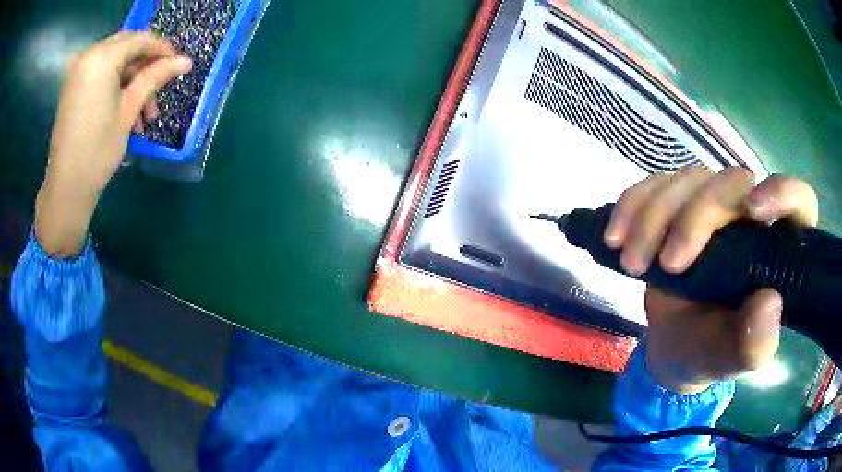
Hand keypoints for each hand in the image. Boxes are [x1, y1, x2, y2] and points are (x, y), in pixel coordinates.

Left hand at [35, 32, 191, 257]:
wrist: (66, 188)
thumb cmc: (97, 151)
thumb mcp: (129, 110)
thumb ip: (155, 78)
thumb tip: (185, 61)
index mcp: (102, 58)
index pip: (140, 39)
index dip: (162, 49)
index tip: (177, 65)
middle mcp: (88, 56)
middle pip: (126, 47)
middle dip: (145, 66)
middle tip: (159, 89)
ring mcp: (78, 71)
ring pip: (114, 61)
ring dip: (131, 80)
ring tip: (143, 112)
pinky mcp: (72, 86)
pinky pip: (100, 74)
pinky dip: (115, 85)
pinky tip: (124, 109)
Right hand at [604, 167, 817, 392]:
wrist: (673, 346)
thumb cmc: (710, 353)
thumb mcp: (731, 359)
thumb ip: (754, 343)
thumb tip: (770, 302)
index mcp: (777, 249)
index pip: (799, 201)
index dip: (783, 192)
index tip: (753, 211)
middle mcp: (750, 215)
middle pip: (730, 183)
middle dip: (694, 219)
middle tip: (667, 265)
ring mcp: (713, 204)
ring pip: (688, 179)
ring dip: (653, 216)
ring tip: (631, 262)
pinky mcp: (678, 203)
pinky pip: (654, 184)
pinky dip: (631, 204)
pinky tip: (614, 235)